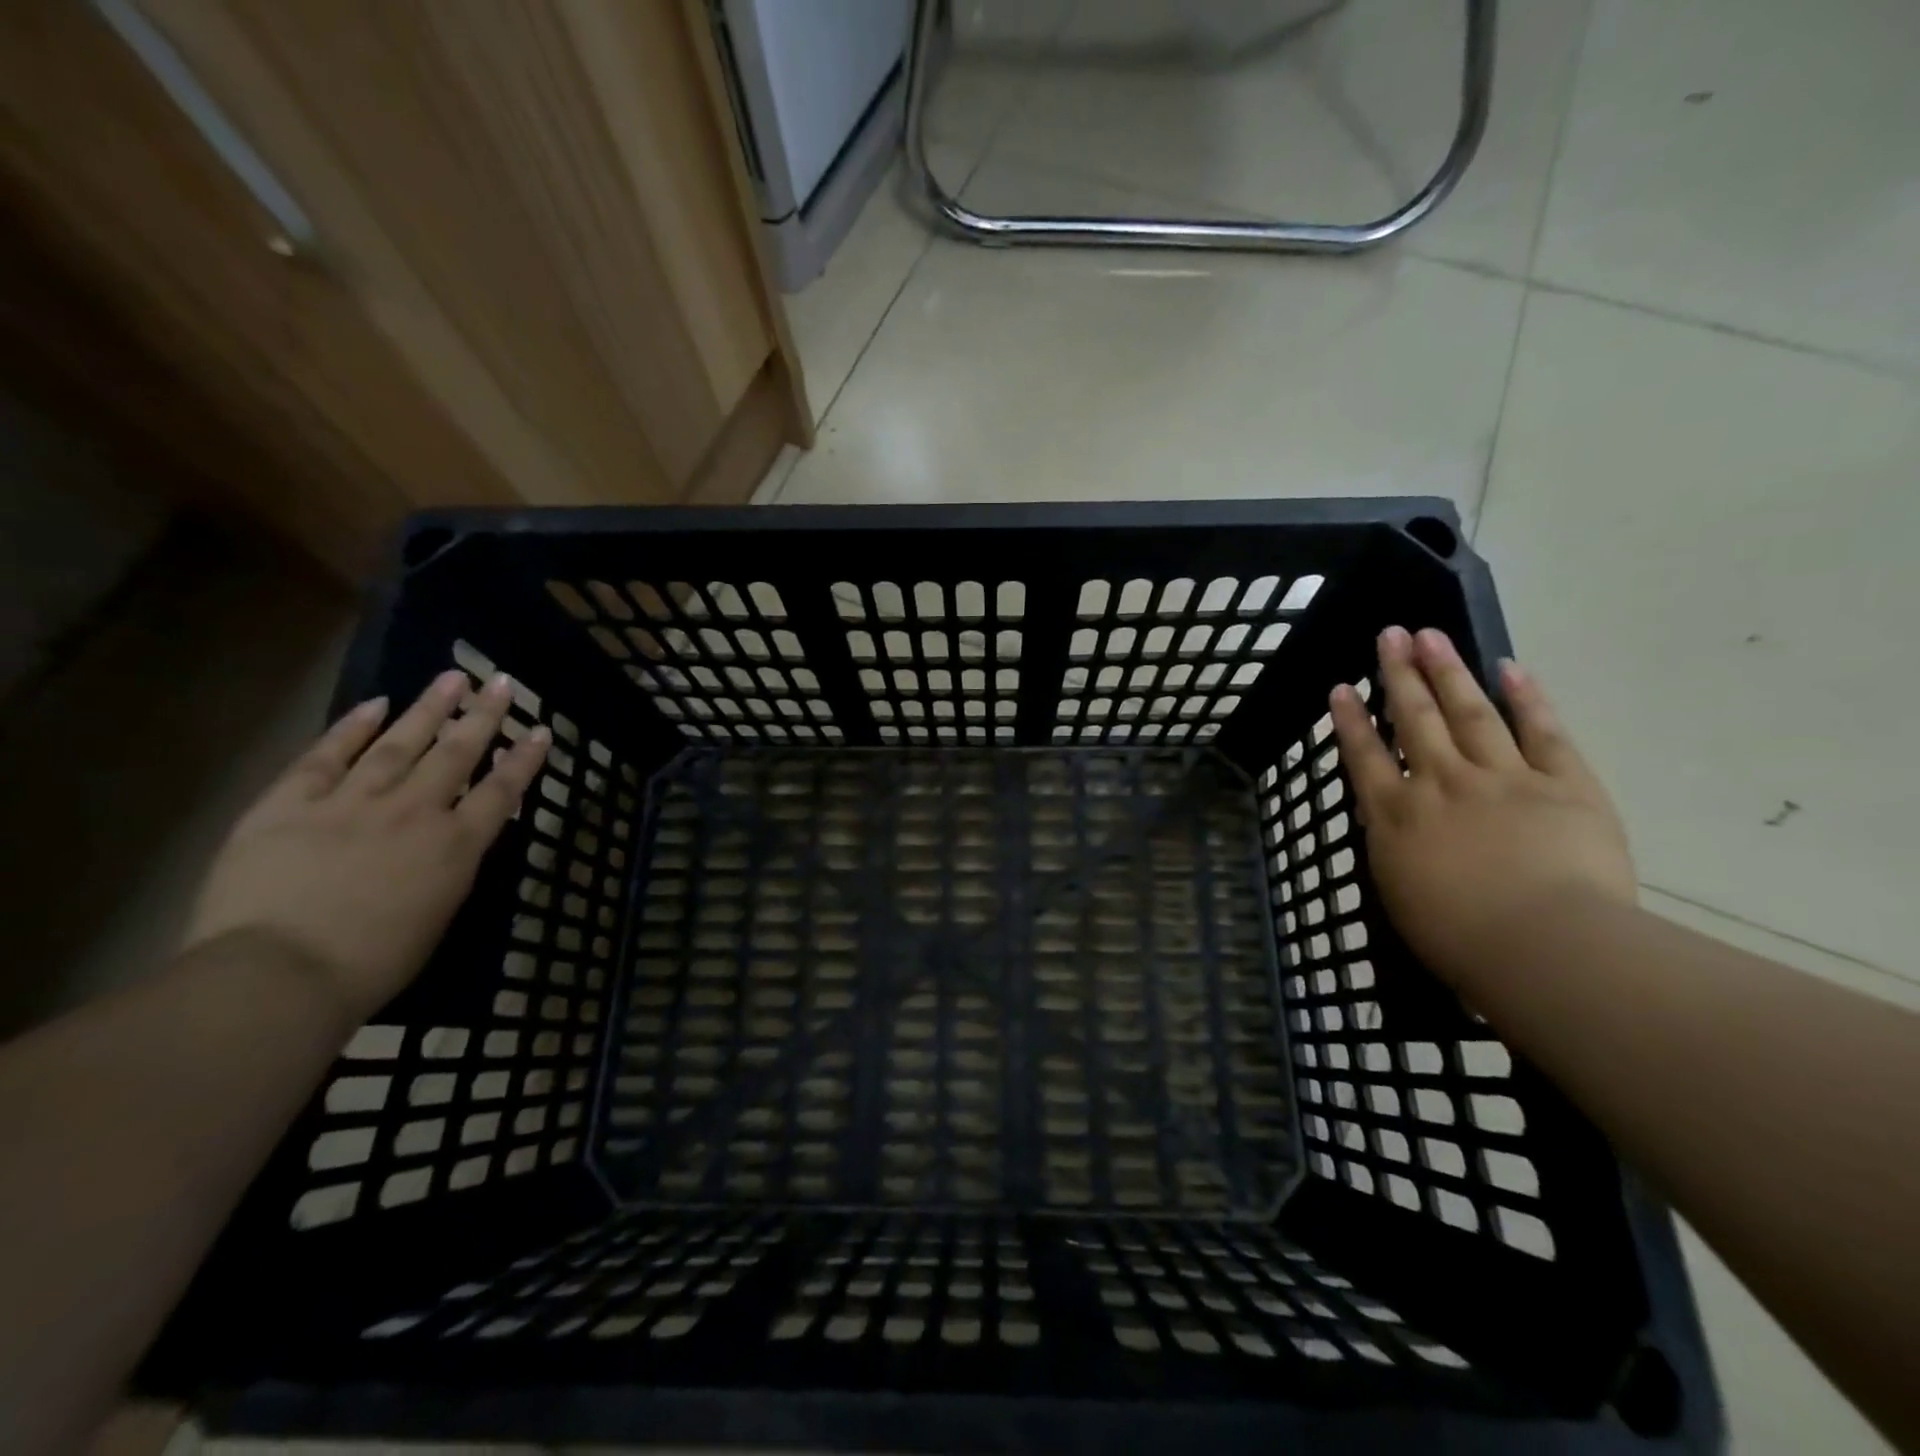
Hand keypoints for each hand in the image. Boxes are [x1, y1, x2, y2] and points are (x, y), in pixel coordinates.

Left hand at [183, 671, 550, 1022]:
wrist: (279, 976)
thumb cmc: (372, 964)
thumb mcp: (437, 916)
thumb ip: (450, 869)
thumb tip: (455, 840)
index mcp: (455, 846)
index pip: (502, 791)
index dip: (525, 759)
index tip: (541, 730)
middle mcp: (414, 812)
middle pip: (457, 754)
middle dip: (483, 716)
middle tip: (499, 682)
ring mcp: (352, 803)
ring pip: (399, 744)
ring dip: (428, 709)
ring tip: (449, 678)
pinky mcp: (290, 805)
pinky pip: (326, 757)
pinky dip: (352, 729)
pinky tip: (374, 704)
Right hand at [1329, 626, 1634, 986]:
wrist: (1545, 947)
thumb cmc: (1460, 939)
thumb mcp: (1400, 894)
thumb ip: (1393, 847)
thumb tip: (1391, 820)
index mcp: (1397, 816)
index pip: (1365, 756)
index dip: (1350, 721)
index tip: (1340, 688)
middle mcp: (1441, 784)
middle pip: (1415, 719)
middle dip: (1399, 675)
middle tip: (1390, 634)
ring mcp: (1503, 778)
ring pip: (1469, 713)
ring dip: (1448, 672)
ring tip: (1431, 635)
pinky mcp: (1564, 785)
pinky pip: (1542, 733)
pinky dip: (1525, 699)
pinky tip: (1509, 668)